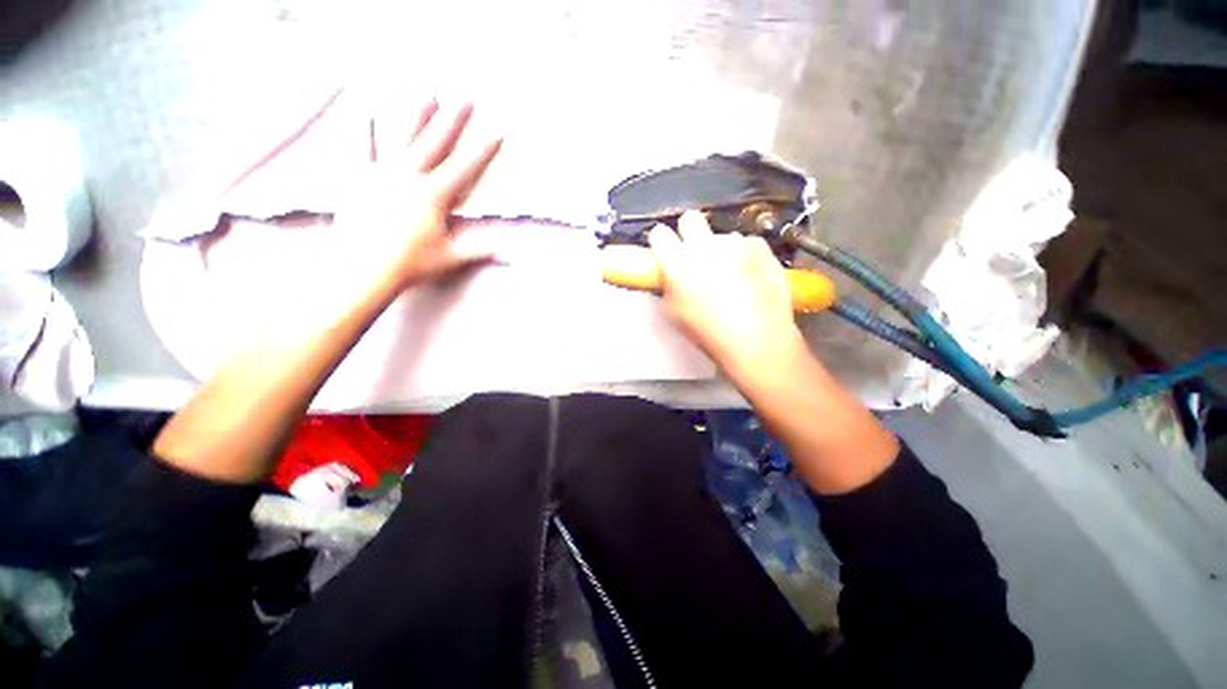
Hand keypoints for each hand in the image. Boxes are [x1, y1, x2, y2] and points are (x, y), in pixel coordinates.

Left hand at [336, 100, 502, 289]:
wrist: (364, 269)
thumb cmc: (412, 264)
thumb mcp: (452, 258)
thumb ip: (482, 250)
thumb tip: (513, 255)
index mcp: (434, 195)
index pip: (465, 168)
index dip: (483, 150)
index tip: (496, 131)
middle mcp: (410, 176)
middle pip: (436, 143)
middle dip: (453, 119)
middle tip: (465, 96)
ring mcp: (382, 174)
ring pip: (402, 138)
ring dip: (416, 116)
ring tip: (427, 94)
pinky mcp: (358, 179)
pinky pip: (361, 150)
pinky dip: (362, 132)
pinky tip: (364, 113)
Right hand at [649, 211, 808, 385]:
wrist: (757, 339)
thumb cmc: (708, 332)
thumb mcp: (674, 313)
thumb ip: (669, 286)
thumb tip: (671, 275)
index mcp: (678, 261)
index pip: (659, 233)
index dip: (661, 243)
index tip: (665, 252)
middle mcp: (705, 245)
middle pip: (690, 218)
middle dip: (689, 232)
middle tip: (694, 254)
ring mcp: (736, 243)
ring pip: (721, 237)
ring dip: (721, 251)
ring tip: (731, 277)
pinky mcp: (760, 246)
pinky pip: (746, 244)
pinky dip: (745, 256)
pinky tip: (751, 277)